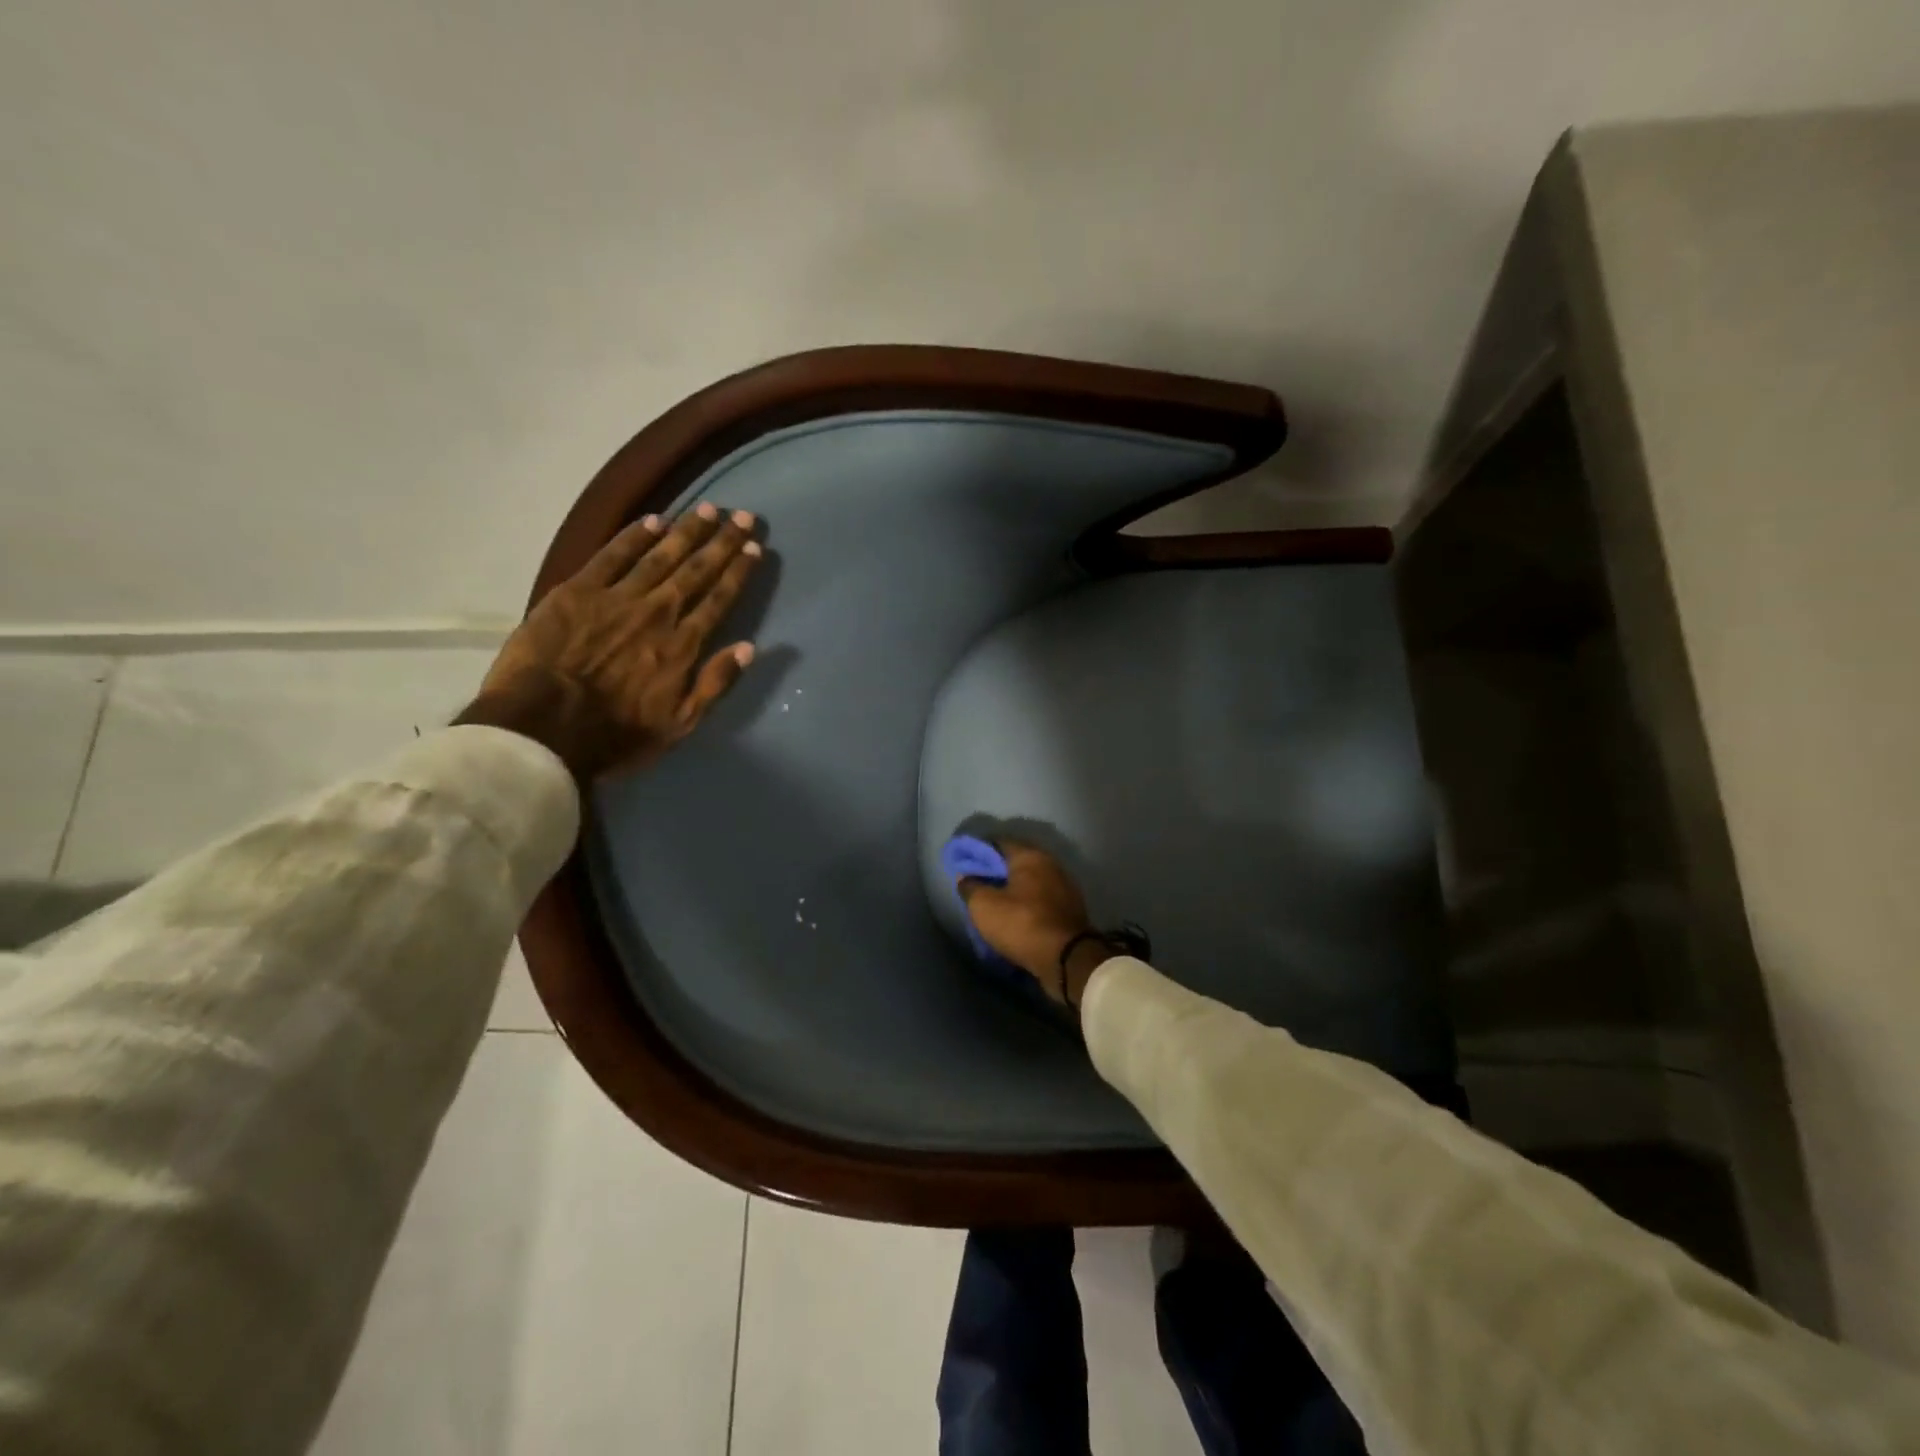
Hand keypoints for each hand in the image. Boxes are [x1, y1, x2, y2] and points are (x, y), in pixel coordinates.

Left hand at [458, 502, 762, 781]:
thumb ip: (715, 684)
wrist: (543, 727)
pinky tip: (654, 520)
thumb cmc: (616, 734)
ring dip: (687, 531)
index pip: (719, 600)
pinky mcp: (577, 591)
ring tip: (709, 510)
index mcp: (683, 645)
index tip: (755, 548)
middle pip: (696, 570)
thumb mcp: (680, 724)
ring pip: (660, 556)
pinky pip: (612, 555)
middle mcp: (658, 612)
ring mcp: (617, 598)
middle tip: (744, 516)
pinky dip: (634, 536)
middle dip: (722, 542)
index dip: (738, 572)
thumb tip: (750, 648)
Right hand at [958, 840, 1114, 1007]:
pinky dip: (1028, 904)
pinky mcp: (1070, 910)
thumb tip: (965, 877)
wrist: (1067, 959)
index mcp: (1030, 856)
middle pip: (1017, 862)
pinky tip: (1016, 916)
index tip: (965, 864)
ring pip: (1031, 882)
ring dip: (1014, 890)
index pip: (999, 843)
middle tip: (978, 885)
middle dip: (997, 872)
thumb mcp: (984, 906)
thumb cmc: (1022, 924)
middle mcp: (1050, 864)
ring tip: (995, 903)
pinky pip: (1042, 900)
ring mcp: (1064, 887)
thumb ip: (971, 887)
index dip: (979, 851)